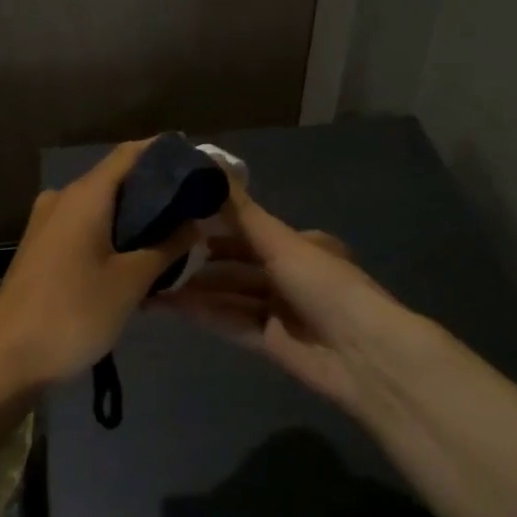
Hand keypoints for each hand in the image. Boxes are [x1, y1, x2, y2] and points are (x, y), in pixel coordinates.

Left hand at [0, 139, 199, 390]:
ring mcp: (47, 223)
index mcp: (84, 196)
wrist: (8, 360)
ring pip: (100, 205)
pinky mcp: (41, 247)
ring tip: (174, 232)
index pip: (130, 154)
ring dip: (135, 215)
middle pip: (116, 178)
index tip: (199, 164)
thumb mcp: (131, 281)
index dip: (165, 152)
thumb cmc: (74, 314)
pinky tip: (137, 255)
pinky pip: (84, 226)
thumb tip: (194, 221)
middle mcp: (62, 198)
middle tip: (195, 205)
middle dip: (155, 189)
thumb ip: (167, 246)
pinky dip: (113, 232)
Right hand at [149, 185, 436, 411]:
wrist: (364, 355)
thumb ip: (241, 212)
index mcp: (299, 245)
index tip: (174, 217)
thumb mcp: (282, 243)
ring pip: (228, 294)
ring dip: (194, 289)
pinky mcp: (269, 342)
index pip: (248, 230)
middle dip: (198, 259)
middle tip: (154, 251)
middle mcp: (288, 274)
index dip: (212, 224)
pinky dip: (203, 313)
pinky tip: (169, 305)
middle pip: (235, 264)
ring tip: (151, 280)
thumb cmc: (325, 285)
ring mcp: (278, 310)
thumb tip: (210, 161)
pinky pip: (230, 322)